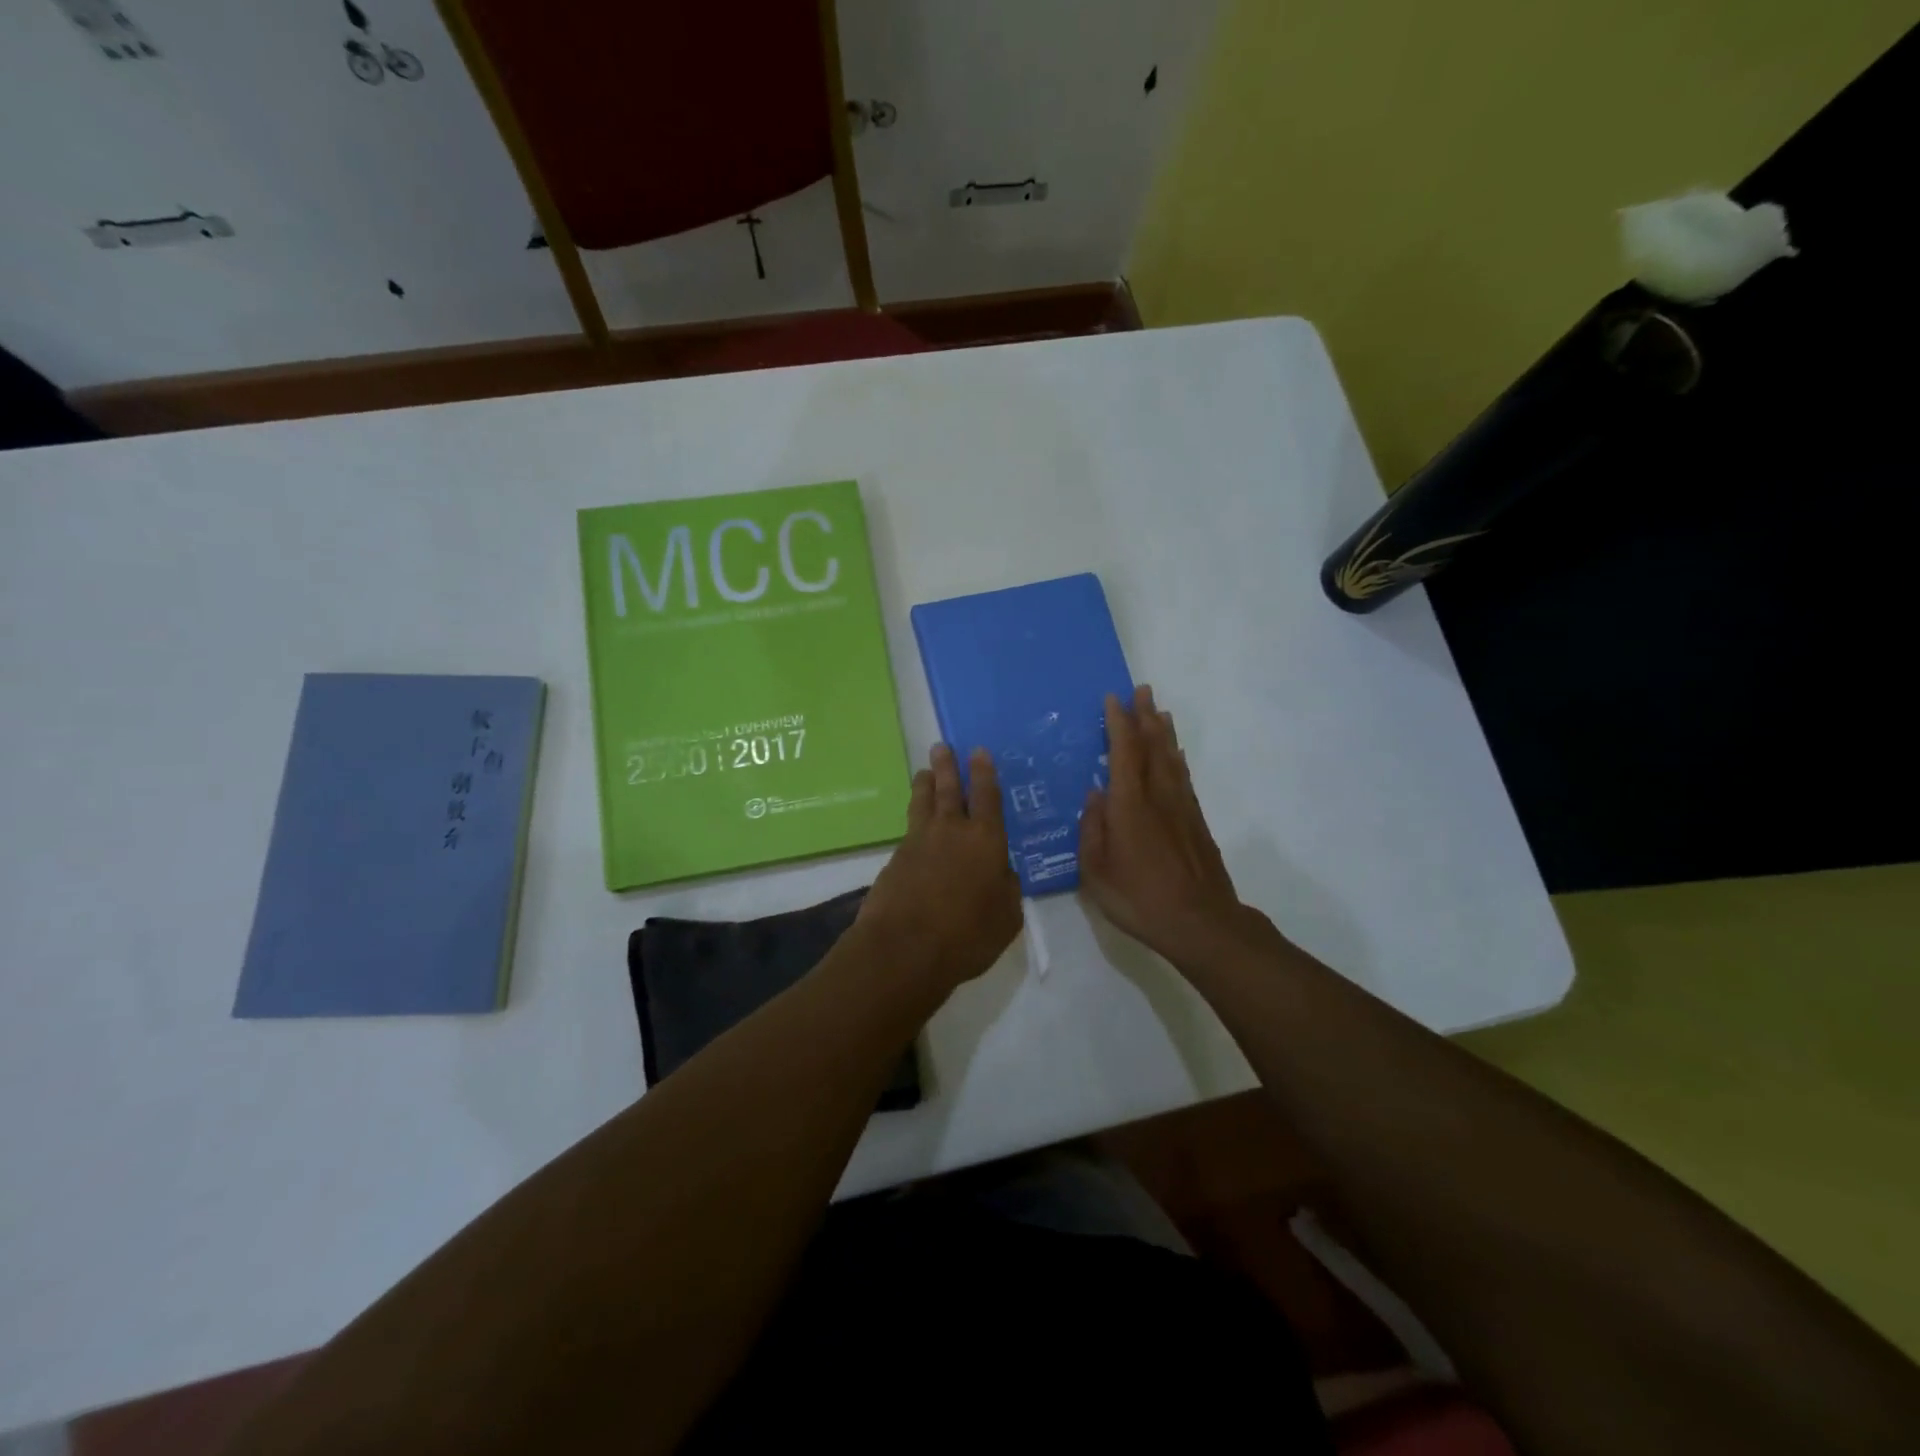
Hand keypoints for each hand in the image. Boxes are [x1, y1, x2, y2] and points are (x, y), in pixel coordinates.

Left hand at [859, 743, 1022, 994]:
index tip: (977, 751)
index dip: (984, 772)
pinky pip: (909, 832)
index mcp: (985, 839)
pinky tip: (916, 829)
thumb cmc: (967, 935)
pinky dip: (915, 824)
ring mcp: (918, 843)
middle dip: (947, 767)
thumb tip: (1002, 873)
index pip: (987, 796)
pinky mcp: (894, 860)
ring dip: (924, 785)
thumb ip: (1007, 889)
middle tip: (941, 746)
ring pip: (922, 804)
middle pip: (948, 790)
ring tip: (923, 772)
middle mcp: (951, 832)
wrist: (904, 949)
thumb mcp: (1006, 917)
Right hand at [1079, 685, 1252, 961]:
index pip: (1123, 752)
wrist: (1200, 922)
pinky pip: (1184, 777)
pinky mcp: (1197, 822)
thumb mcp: (1096, 871)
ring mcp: (1181, 807)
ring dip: (1164, 731)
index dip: (1118, 723)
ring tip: (1159, 710)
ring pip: (1171, 758)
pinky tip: (1175, 754)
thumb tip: (1094, 795)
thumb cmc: (1139, 898)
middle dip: (1144, 716)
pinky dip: (1177, 758)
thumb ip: (1092, 829)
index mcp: (1129, 805)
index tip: (1113, 699)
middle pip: (1152, 746)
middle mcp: (1157, 796)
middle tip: (1141, 690)